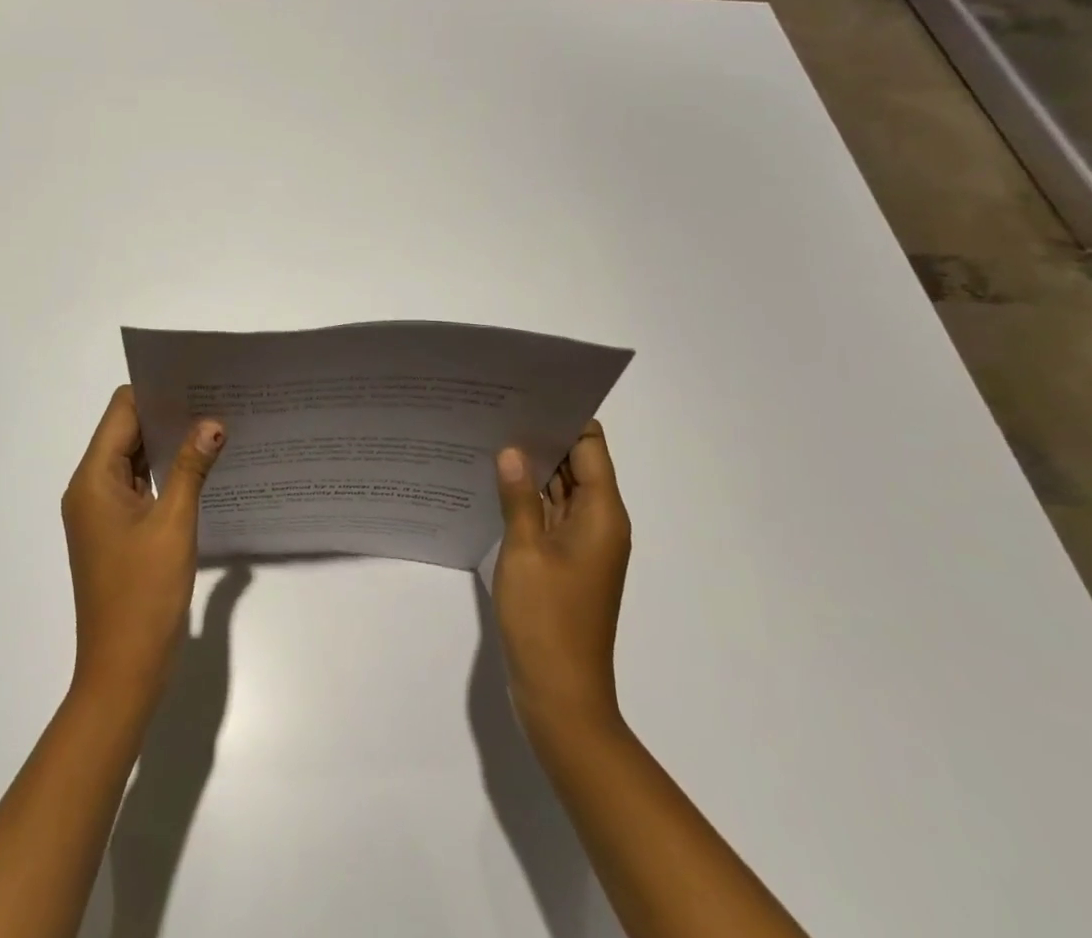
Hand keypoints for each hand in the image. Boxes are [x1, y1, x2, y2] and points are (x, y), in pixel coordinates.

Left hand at [61, 386, 225, 706]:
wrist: (122, 672)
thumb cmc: (143, 594)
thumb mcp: (174, 524)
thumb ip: (192, 467)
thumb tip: (212, 422)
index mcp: (93, 479)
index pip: (121, 411)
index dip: (155, 392)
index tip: (195, 380)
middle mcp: (90, 488)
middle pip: (126, 432)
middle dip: (167, 415)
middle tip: (214, 399)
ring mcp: (101, 511)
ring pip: (134, 459)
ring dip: (168, 444)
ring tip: (214, 425)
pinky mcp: (116, 531)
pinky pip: (139, 485)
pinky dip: (165, 472)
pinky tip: (201, 466)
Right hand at [491, 420, 630, 741]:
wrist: (561, 698)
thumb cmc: (547, 620)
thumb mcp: (525, 550)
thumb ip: (518, 497)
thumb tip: (512, 450)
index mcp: (602, 514)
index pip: (590, 447)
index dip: (564, 417)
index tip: (527, 393)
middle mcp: (599, 523)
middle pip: (576, 465)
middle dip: (542, 437)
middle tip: (496, 408)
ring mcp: (582, 545)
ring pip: (561, 491)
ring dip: (532, 468)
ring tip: (489, 435)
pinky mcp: (565, 563)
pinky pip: (550, 516)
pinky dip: (528, 498)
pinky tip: (493, 482)